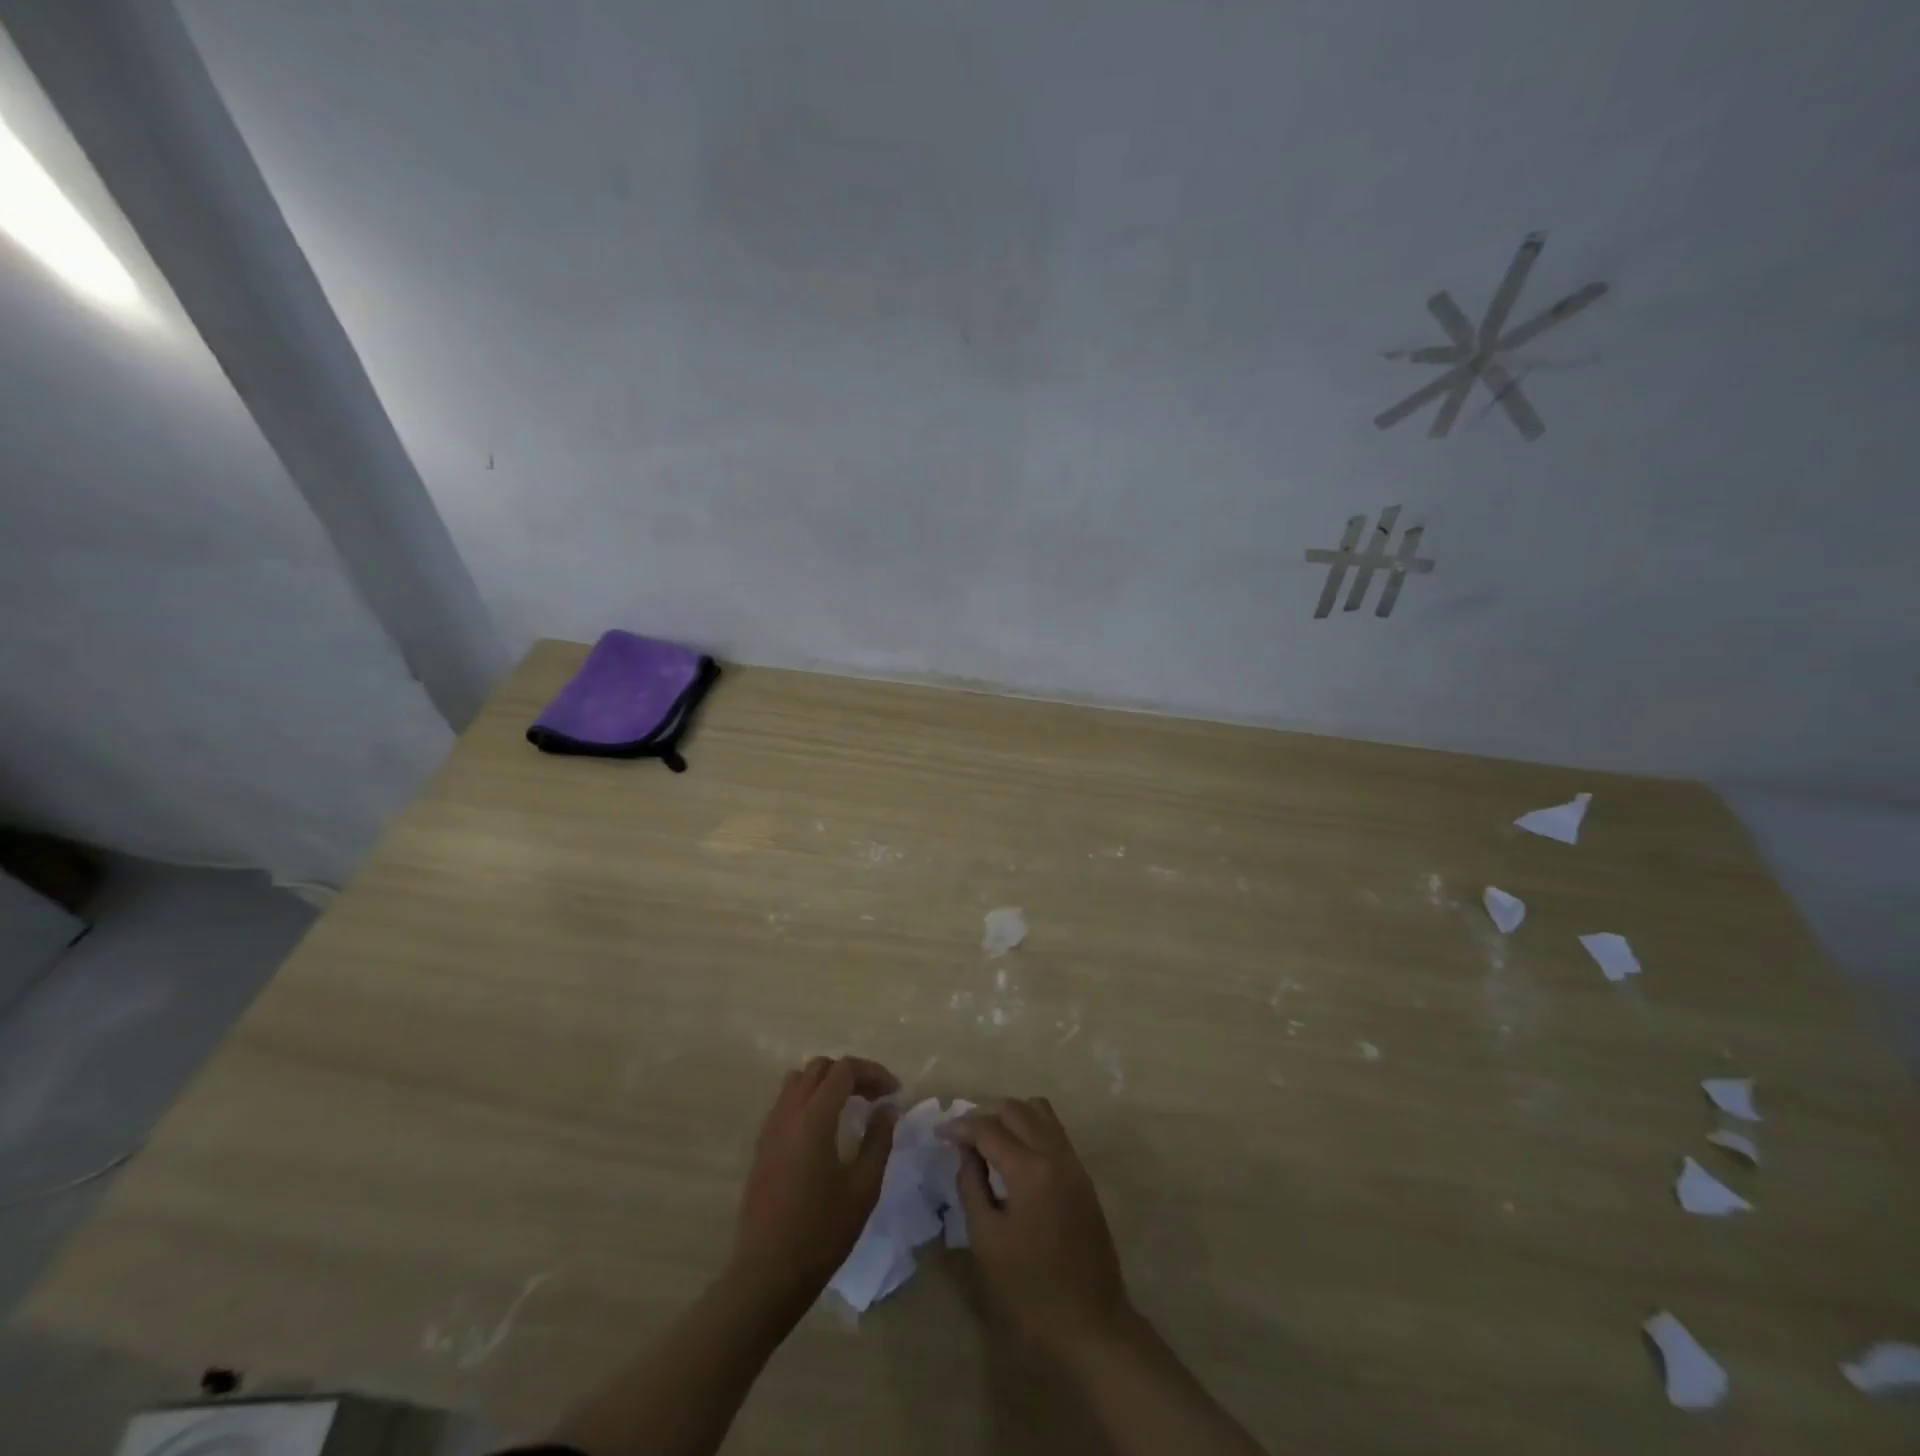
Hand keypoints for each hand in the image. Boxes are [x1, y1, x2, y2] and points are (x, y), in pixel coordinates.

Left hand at [731, 1056, 898, 1310]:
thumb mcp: (863, 1189)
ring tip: (850, 1107)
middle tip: (875, 1097)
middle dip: (851, 1073)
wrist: (767, 1275)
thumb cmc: (821, 1233)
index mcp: (814, 1118)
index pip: (844, 1070)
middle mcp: (788, 1113)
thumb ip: (878, 1141)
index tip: (894, 1092)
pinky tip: (825, 1129)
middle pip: (820, 1068)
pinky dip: (809, 1100)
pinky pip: (786, 1103)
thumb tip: (886, 1108)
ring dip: (826, 1083)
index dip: (873, 1072)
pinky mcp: (762, 1147)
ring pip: (798, 1081)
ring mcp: (770, 1129)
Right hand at [944, 1097, 1133, 1364]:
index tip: (939, 1133)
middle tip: (961, 1134)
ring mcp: (1073, 1162)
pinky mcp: (1082, 1176)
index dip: (960, 1127)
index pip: (989, 1129)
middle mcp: (1055, 1153)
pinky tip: (1014, 1153)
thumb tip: (965, 1151)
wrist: (1091, 1324)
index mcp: (1030, 1169)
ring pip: (1039, 1111)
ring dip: (1011, 1114)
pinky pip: (1054, 1131)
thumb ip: (971, 1186)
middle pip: (1016, 1109)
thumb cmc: (1030, 1290)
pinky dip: (1030, 1127)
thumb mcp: (987, 1240)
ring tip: (988, 1137)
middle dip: (985, 1114)